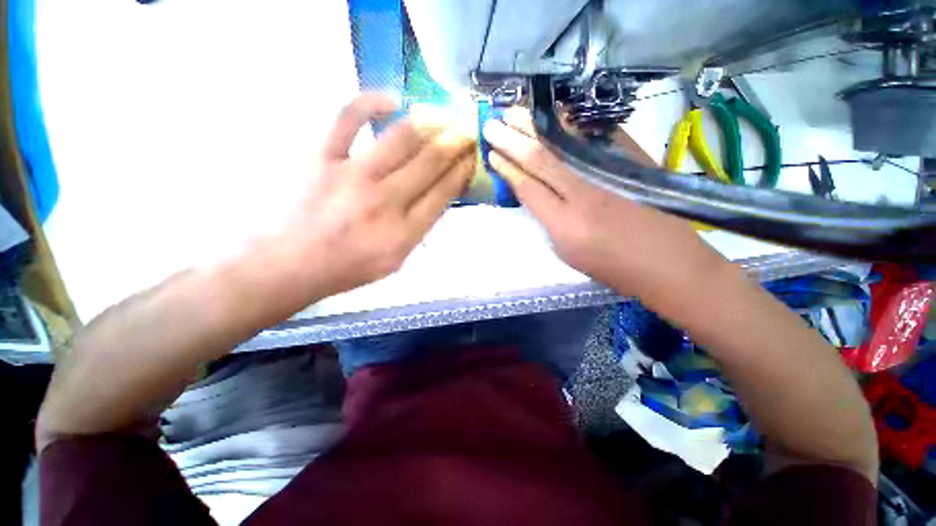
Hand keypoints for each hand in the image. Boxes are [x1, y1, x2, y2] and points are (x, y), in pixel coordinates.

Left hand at [279, 93, 476, 297]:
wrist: (294, 263)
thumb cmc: (350, 267)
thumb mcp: (397, 260)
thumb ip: (420, 229)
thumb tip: (439, 197)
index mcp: (404, 232)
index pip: (444, 192)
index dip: (462, 170)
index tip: (472, 157)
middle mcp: (385, 202)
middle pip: (430, 162)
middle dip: (455, 143)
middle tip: (466, 133)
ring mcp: (353, 176)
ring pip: (402, 138)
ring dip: (429, 123)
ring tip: (441, 117)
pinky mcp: (324, 158)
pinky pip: (348, 118)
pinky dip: (371, 102)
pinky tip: (391, 100)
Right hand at [482, 108, 726, 301]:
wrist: (669, 263)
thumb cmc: (612, 267)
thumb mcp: (568, 253)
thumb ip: (548, 220)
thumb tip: (535, 191)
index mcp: (566, 224)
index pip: (527, 188)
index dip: (507, 169)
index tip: (491, 154)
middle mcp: (585, 193)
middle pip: (541, 158)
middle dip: (512, 139)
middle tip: (491, 124)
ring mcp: (610, 172)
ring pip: (564, 141)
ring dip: (536, 125)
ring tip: (514, 112)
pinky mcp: (632, 160)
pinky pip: (594, 135)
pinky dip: (570, 124)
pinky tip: (553, 115)